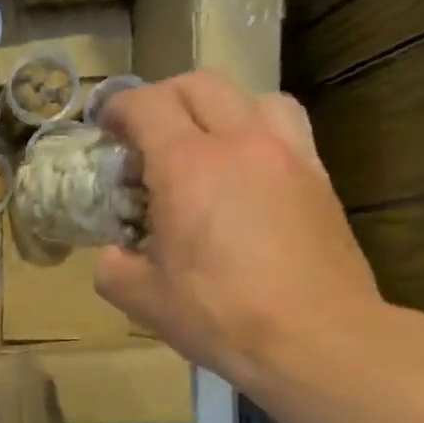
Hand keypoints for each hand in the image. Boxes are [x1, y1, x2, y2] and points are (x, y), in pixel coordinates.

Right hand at [93, 70, 385, 390]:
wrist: (316, 337)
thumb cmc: (220, 315)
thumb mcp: (143, 300)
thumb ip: (114, 268)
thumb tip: (114, 256)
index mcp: (187, 167)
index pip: (148, 106)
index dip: (119, 108)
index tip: (105, 128)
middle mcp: (240, 143)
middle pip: (199, 85)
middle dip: (162, 98)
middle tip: (144, 132)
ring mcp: (288, 154)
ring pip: (250, 95)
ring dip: (217, 107)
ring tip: (202, 143)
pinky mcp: (319, 175)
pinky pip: (285, 126)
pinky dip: (256, 129)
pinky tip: (245, 169)